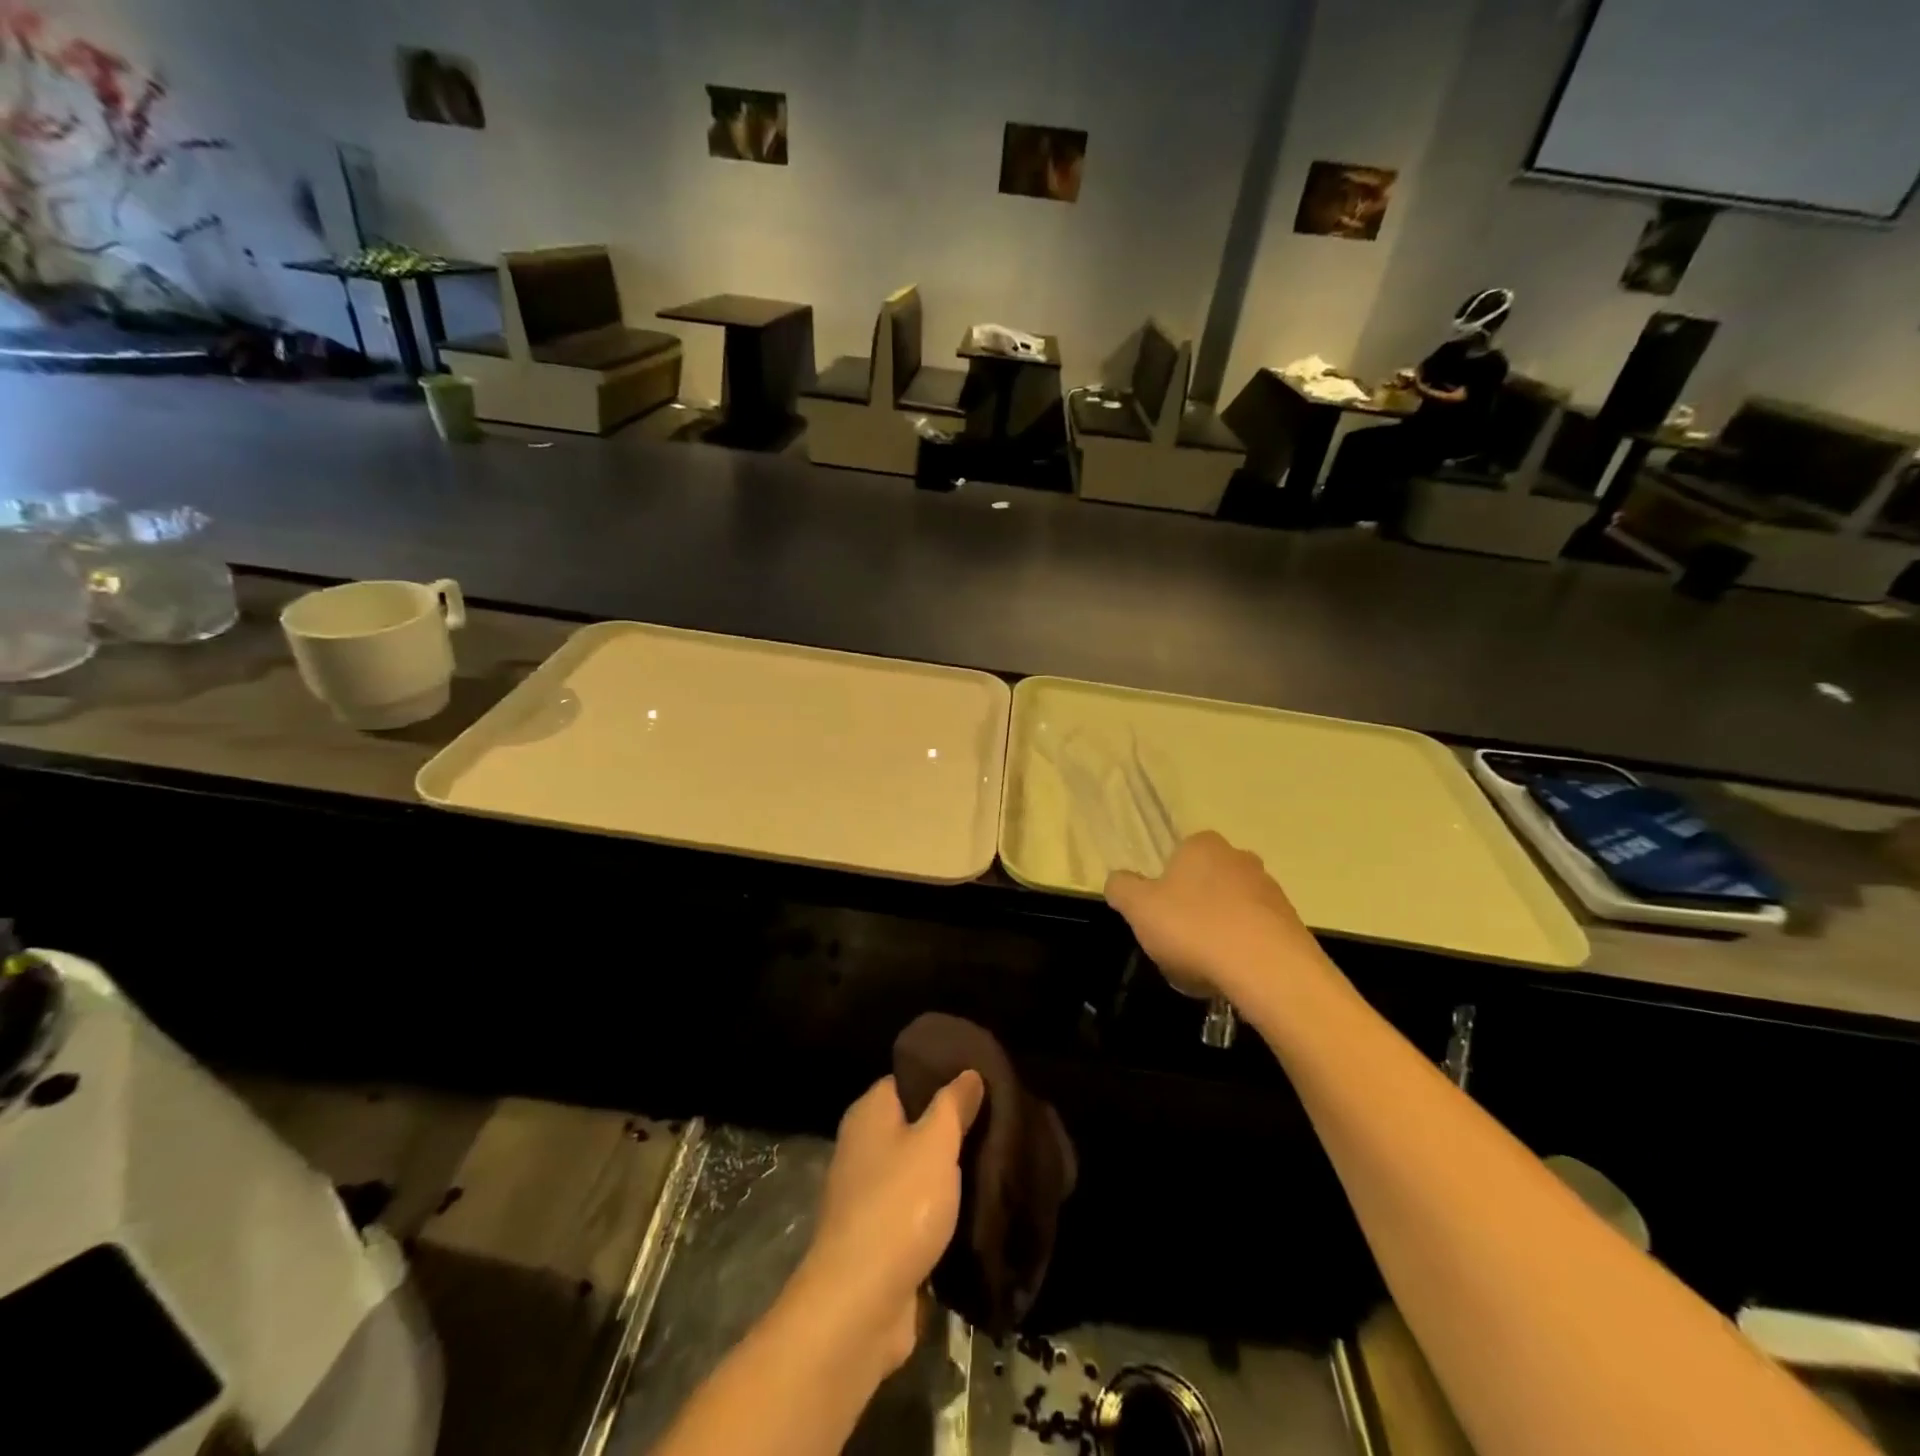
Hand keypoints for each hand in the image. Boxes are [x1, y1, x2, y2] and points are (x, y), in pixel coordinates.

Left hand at [794, 1072, 984, 1373]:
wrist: (859, 1304)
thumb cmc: (899, 1206)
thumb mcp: (936, 1144)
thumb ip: (953, 1105)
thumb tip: (968, 1072)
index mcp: (869, 1112)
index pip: (908, 1078)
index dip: (942, 1077)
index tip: (982, 1083)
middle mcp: (862, 1145)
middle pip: (914, 1123)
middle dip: (952, 1127)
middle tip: (998, 1123)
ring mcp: (866, 1193)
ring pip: (917, 1168)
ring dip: (948, 1172)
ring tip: (994, 1163)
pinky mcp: (877, 1235)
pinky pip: (915, 1208)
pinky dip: (940, 1209)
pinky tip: (974, 1209)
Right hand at [1105, 831, 1319, 1002]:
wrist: (1270, 971)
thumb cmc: (1194, 929)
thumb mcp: (1138, 907)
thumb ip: (1121, 888)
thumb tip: (1118, 881)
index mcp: (1202, 845)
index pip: (1175, 858)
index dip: (1162, 889)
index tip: (1157, 918)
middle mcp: (1240, 858)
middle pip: (1203, 885)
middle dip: (1190, 911)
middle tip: (1176, 945)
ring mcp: (1270, 891)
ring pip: (1229, 912)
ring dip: (1216, 934)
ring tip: (1204, 970)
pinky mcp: (1292, 924)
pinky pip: (1254, 936)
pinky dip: (1240, 953)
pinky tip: (1231, 978)